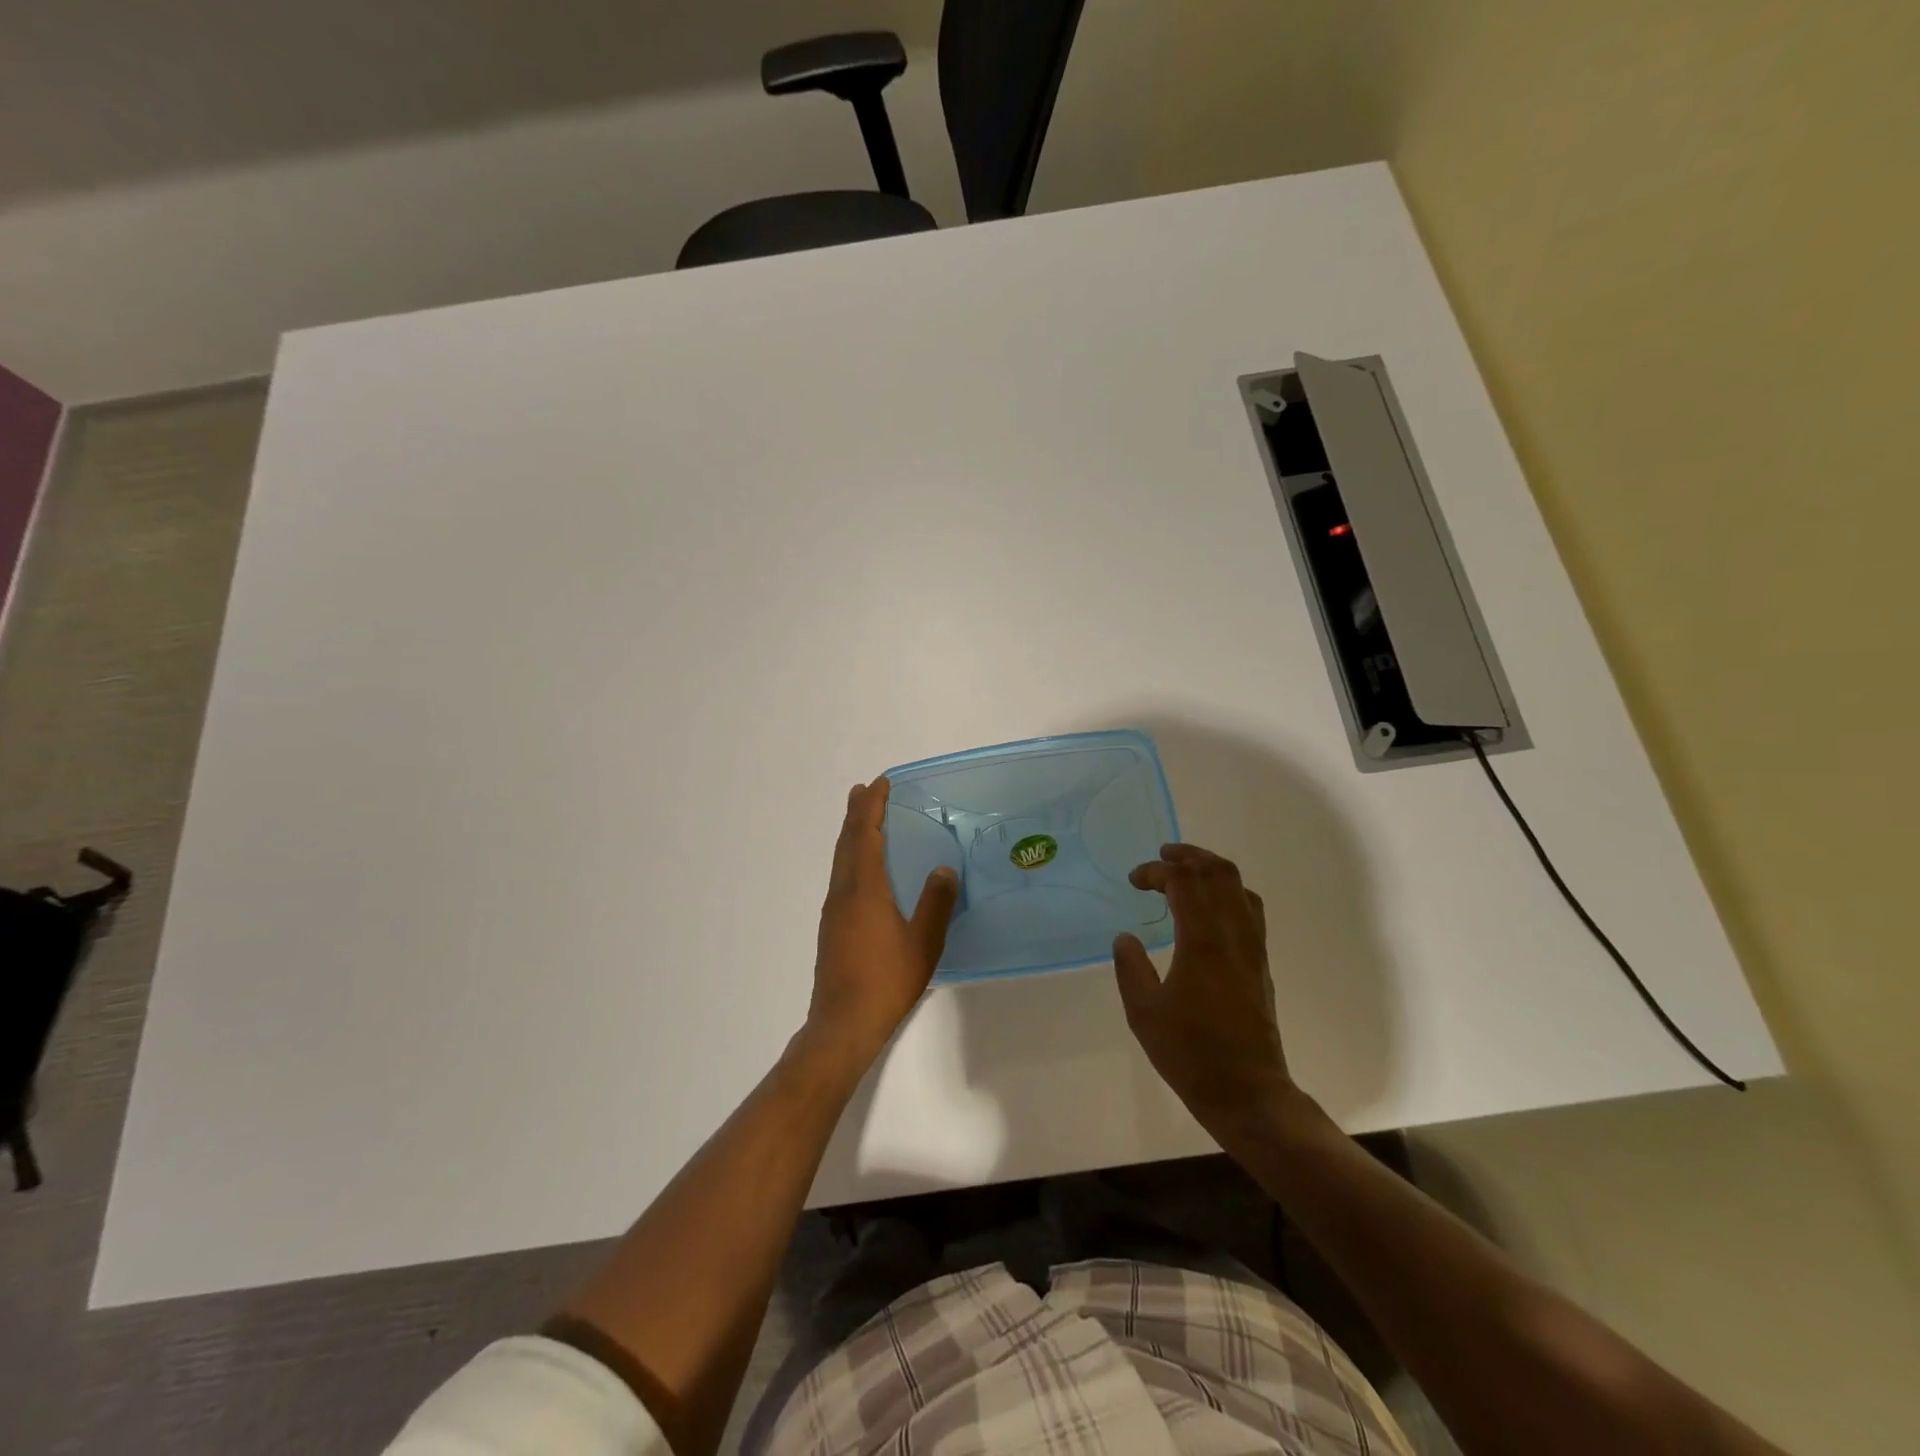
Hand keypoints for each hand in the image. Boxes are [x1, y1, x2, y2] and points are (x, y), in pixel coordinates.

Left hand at [805, 778, 958, 1069]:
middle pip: (846, 843)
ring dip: (851, 835)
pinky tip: (861, 870)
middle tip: (864, 790)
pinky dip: (850, 858)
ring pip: (840, 860)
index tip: (880, 783)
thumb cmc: (886, 981)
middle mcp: (843, 893)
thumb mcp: (923, 942)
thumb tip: (944, 868)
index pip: (866, 835)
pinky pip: (841, 877)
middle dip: (856, 814)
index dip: (872, 807)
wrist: (842, 1024)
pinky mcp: (831, 928)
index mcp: (864, 889)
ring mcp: (833, 912)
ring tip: (861, 819)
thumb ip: (936, 903)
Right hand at [1113, 843, 1295, 1132]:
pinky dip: (1228, 891)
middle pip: (1219, 873)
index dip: (1157, 871)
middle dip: (1189, 856)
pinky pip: (1249, 908)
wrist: (1247, 1091)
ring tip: (1186, 871)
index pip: (1184, 882)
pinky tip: (1210, 906)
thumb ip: (1130, 967)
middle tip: (1162, 856)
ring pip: (1239, 887)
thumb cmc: (1190, 1052)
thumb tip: (1126, 938)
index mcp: (1202, 941)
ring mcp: (1253, 947)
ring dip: (1211, 869)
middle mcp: (1233, 935)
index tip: (1135, 880)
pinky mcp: (1260, 962)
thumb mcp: (1143, 1012)